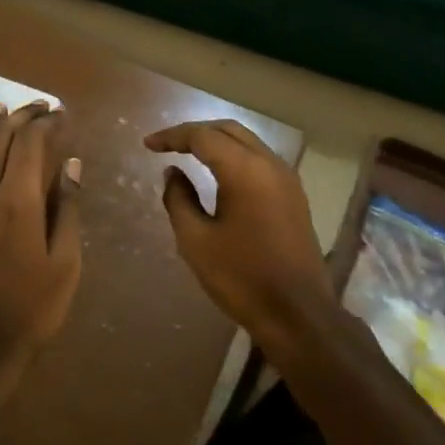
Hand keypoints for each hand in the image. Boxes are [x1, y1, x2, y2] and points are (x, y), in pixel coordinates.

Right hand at [145, 120, 335, 348]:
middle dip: (195, 132)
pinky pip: (259, 160)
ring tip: (187, 154)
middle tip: (166, 145)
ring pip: (247, 142)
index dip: (172, 137)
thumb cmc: (241, 277)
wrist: (297, 313)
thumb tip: (173, 172)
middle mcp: (270, 164)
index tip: (147, 145)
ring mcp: (286, 179)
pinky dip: (234, 157)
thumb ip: (179, 199)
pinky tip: (218, 174)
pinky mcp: (293, 196)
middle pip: (228, 130)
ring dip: (216, 142)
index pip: (202, 136)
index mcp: (244, 170)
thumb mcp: (196, 240)